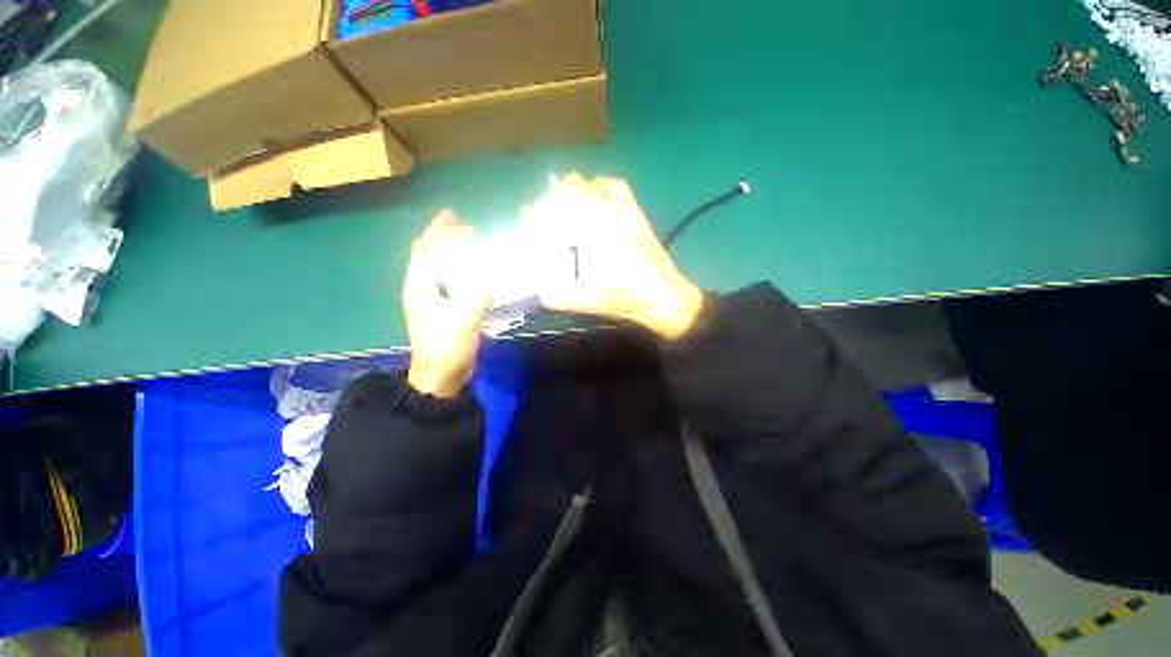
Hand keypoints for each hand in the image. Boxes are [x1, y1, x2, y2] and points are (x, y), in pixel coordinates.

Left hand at [403, 211, 492, 397]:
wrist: (442, 375)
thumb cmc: (447, 347)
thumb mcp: (464, 318)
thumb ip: (478, 293)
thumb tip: (493, 272)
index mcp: (419, 285)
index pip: (425, 248)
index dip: (439, 230)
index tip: (458, 218)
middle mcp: (423, 288)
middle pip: (431, 254)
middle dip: (448, 238)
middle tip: (473, 231)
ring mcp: (433, 299)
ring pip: (443, 268)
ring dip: (457, 254)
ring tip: (477, 246)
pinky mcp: (445, 309)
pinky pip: (454, 282)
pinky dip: (465, 271)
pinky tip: (479, 273)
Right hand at [536, 174, 703, 339]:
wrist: (666, 299)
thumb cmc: (628, 297)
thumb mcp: (589, 301)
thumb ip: (561, 298)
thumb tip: (540, 294)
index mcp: (598, 230)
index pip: (563, 203)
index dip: (543, 205)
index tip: (532, 215)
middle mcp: (611, 214)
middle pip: (578, 186)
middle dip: (559, 194)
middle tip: (551, 212)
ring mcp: (629, 214)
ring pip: (605, 186)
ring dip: (585, 189)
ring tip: (574, 205)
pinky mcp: (641, 220)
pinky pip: (623, 195)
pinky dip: (607, 192)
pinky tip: (601, 210)